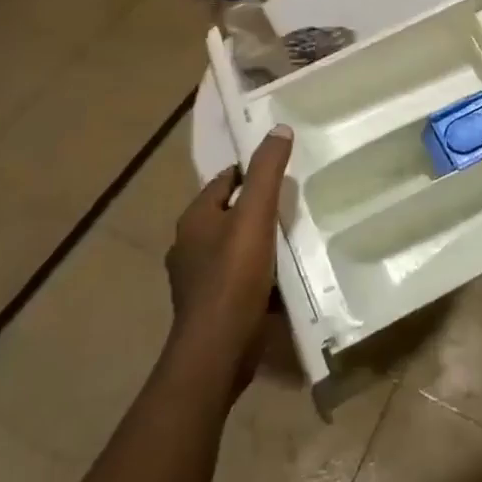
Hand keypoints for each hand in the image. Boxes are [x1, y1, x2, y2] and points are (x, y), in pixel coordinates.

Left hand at [165, 126, 291, 374]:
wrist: (217, 352)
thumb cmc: (233, 277)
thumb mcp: (255, 215)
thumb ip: (266, 171)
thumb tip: (278, 129)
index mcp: (194, 218)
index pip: (224, 180)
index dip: (250, 173)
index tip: (282, 173)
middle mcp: (189, 245)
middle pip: (228, 213)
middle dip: (255, 208)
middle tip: (292, 205)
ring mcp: (196, 279)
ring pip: (232, 247)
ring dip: (257, 242)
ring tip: (292, 239)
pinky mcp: (210, 307)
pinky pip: (236, 277)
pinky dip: (256, 272)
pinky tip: (280, 277)